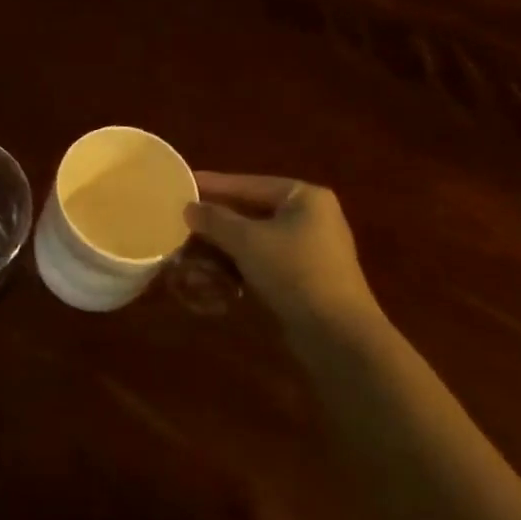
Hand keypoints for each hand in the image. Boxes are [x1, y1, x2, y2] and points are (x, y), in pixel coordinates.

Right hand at [183, 173, 378, 330]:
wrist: (338, 336)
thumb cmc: (294, 272)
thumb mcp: (247, 241)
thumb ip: (215, 220)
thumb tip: (189, 208)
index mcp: (304, 197)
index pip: (248, 184)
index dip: (213, 185)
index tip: (182, 183)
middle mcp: (311, 216)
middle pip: (251, 211)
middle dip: (216, 220)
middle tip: (182, 220)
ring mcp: (310, 249)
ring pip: (256, 238)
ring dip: (224, 245)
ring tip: (191, 249)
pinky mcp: (305, 278)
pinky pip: (264, 260)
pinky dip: (240, 264)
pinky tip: (214, 273)